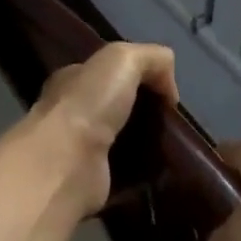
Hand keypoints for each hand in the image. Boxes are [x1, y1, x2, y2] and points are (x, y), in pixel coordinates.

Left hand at [31, 42, 177, 217]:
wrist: (66, 165)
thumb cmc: (89, 103)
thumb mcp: (124, 58)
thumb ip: (152, 59)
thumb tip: (169, 91)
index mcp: (73, 80)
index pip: (109, 73)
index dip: (140, 76)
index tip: (165, 91)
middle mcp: (73, 114)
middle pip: (119, 107)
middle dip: (147, 112)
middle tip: (173, 121)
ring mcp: (81, 150)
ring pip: (125, 141)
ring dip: (149, 144)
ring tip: (174, 146)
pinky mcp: (94, 182)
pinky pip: (127, 174)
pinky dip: (145, 173)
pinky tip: (165, 170)